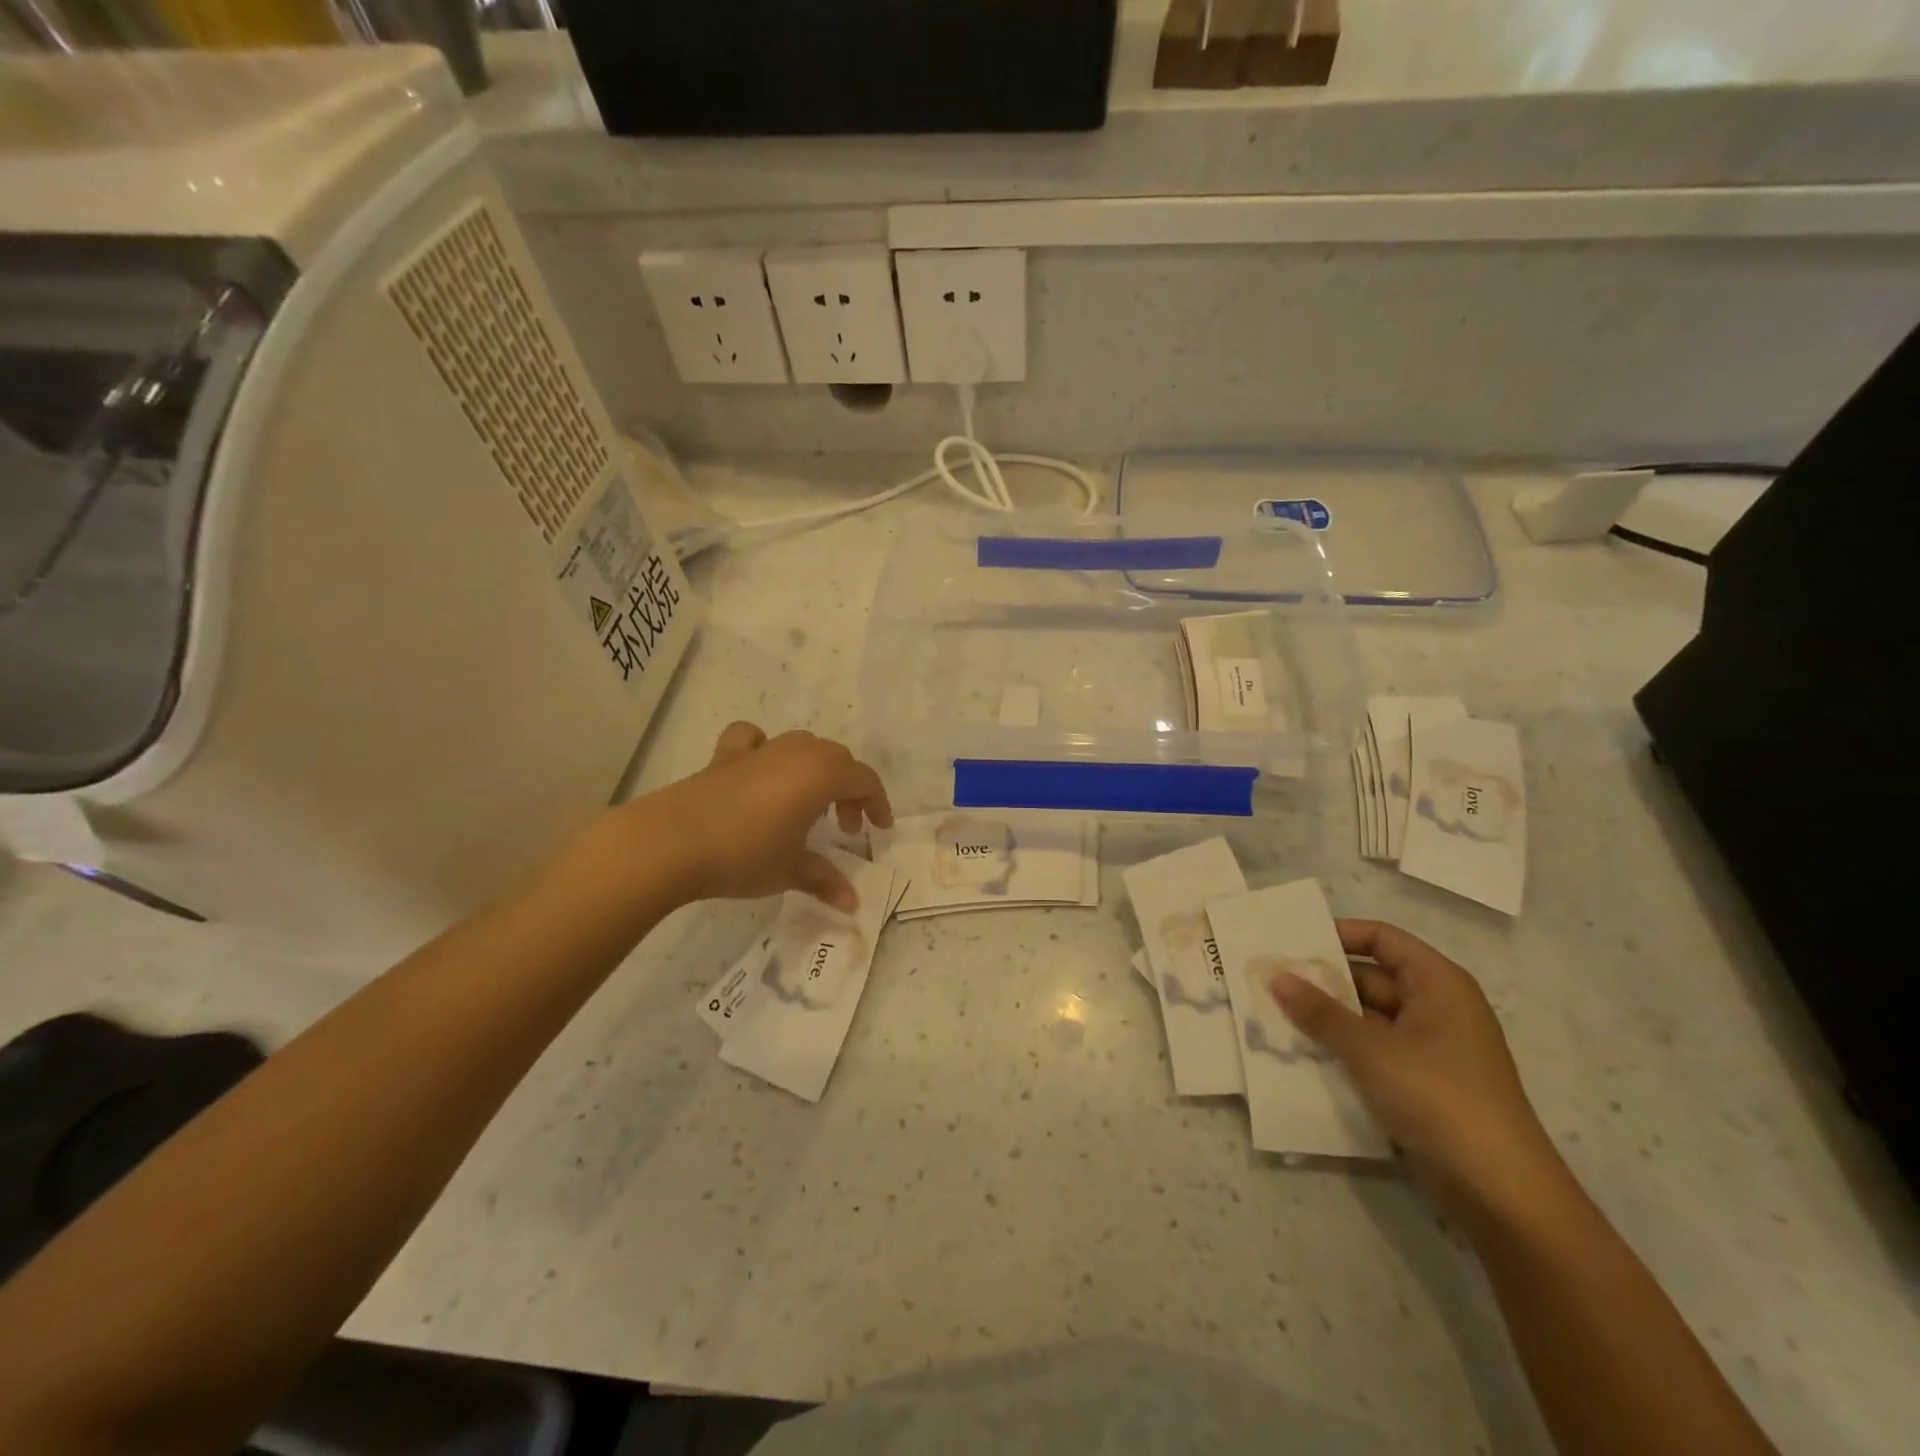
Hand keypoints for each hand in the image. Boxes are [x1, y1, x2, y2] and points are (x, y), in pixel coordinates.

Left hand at [639, 723, 892, 913]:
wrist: (671, 843)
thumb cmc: (744, 854)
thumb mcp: (790, 870)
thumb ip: (825, 881)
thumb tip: (853, 905)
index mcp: (821, 775)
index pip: (865, 780)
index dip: (878, 804)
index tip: (879, 830)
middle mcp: (796, 753)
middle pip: (837, 759)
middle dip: (848, 790)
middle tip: (843, 827)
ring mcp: (760, 751)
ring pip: (802, 745)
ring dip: (815, 769)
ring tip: (808, 803)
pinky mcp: (725, 757)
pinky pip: (753, 739)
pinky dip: (763, 749)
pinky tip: (760, 769)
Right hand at [1271, 920, 1564, 1223]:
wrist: (1501, 1193)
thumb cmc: (1439, 1099)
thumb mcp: (1370, 1050)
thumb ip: (1320, 1012)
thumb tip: (1276, 976)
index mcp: (1438, 984)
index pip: (1382, 938)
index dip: (1339, 934)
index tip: (1292, 942)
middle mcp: (1437, 1007)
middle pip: (1372, 977)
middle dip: (1323, 981)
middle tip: (1271, 981)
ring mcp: (1432, 1048)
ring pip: (1369, 1017)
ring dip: (1328, 1017)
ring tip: (1275, 1015)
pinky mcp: (1423, 1083)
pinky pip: (1375, 1049)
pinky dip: (1343, 1047)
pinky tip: (1303, 1053)